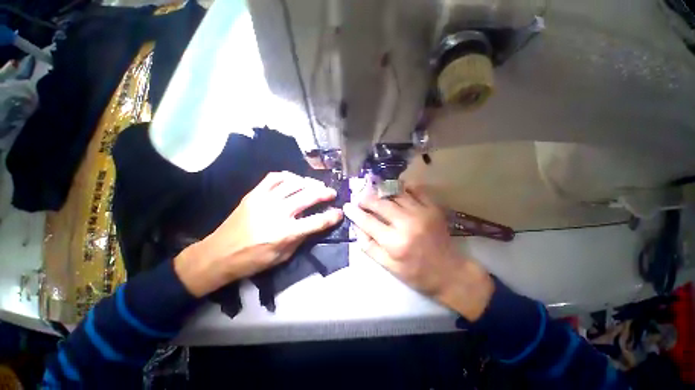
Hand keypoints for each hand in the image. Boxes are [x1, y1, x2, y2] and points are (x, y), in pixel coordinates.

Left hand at [175, 171, 343, 296]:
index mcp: (285, 232)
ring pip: (293, 183)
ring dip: (309, 182)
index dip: (332, 216)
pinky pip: (273, 177)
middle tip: (332, 193)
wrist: (218, 254)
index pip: (317, 221)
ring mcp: (265, 200)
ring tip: (315, 185)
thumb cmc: (252, 260)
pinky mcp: (254, 194)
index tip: (339, 212)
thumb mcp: (282, 257)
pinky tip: (294, 180)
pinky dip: (287, 176)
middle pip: (308, 196)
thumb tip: (316, 225)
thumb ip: (301, 238)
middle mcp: (278, 212)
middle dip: (325, 193)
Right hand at [343, 186, 493, 320]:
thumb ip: (369, 246)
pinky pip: (416, 190)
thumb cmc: (416, 273)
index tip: (347, 205)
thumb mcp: (388, 266)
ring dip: (382, 191)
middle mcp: (407, 224)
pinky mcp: (433, 208)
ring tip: (374, 191)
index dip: (355, 212)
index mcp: (395, 242)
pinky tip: (396, 189)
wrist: (450, 273)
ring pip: (396, 193)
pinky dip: (404, 187)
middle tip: (359, 197)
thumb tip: (357, 227)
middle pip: (380, 203)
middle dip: (366, 198)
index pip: (367, 221)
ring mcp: (422, 213)